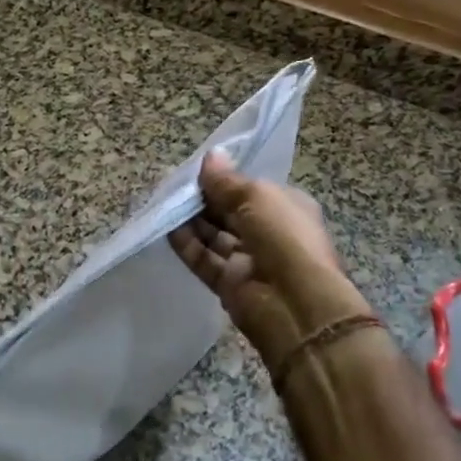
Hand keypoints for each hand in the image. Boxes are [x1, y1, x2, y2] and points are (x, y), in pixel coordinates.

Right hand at [170, 151, 372, 375]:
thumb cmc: (284, 237)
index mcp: (286, 208)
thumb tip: (210, 155)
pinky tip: (167, 229)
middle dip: (204, 200)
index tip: (195, 171)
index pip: (251, 190)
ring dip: (192, 221)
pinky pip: (204, 260)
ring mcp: (249, 260)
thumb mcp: (256, 196)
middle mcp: (269, 233)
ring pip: (215, 236)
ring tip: (165, 203)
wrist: (295, 304)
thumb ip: (227, 180)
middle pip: (230, 212)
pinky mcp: (230, 284)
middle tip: (173, 185)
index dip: (224, 180)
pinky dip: (187, 246)